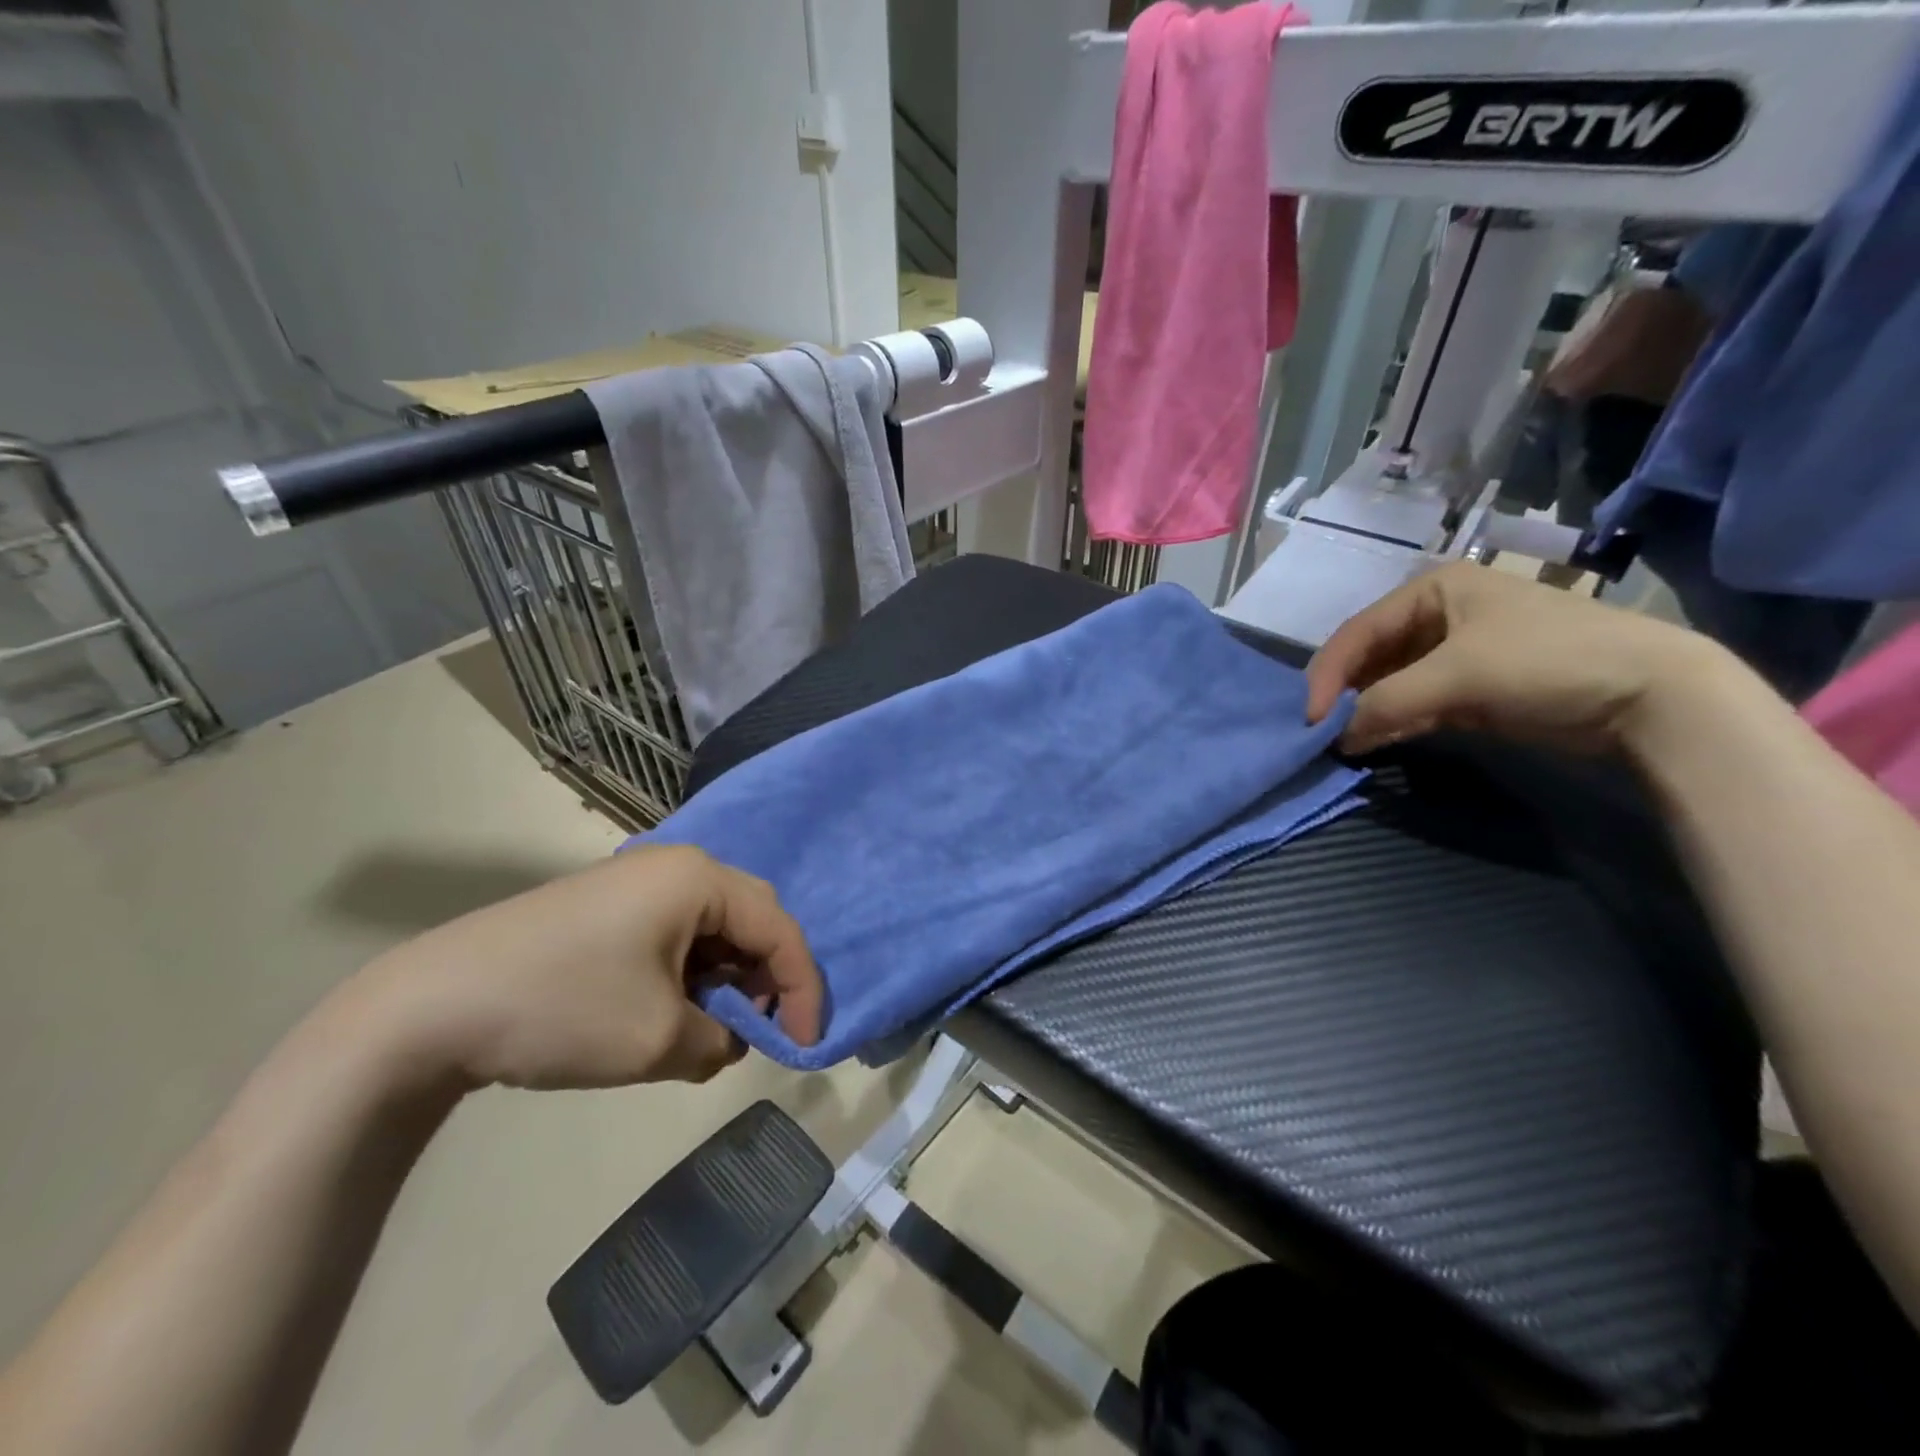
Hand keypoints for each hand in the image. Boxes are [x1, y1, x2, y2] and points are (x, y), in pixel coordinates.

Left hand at [347, 846, 822, 1089]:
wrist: (428, 1008)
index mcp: (698, 879)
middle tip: (764, 1031)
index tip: (805, 1044)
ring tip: (716, 1030)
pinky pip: (674, 932)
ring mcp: (635, 882)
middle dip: (766, 978)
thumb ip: (721, 1041)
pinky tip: (672, 1012)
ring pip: (711, 926)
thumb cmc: (564, 1010)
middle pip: (749, 918)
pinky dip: (689, 972)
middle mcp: (675, 866)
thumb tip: (728, 1038)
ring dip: (726, 978)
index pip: (778, 928)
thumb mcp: (660, 1041)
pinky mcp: (605, 906)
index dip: (803, 988)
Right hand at [1304, 562, 1725, 756]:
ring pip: (1390, 681)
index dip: (1328, 675)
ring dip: (1366, 710)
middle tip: (1320, 732)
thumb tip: (1335, 739)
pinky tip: (1375, 741)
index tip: (1310, 719)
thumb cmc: (1545, 661)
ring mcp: (1457, 651)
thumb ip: (1386, 704)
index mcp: (1432, 589)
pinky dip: (1394, 721)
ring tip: (1341, 741)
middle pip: (1371, 656)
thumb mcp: (1456, 677)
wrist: (1652, 694)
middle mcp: (1439, 614)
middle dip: (1345, 693)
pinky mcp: (1474, 686)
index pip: (1358, 632)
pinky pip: (1416, 701)